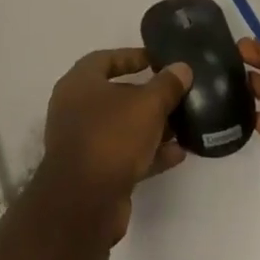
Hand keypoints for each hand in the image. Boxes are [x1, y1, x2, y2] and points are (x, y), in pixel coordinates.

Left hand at [41, 48, 192, 245]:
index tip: (159, 60)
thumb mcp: (147, 105)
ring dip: (152, 126)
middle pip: (116, 95)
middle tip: (177, 93)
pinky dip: (149, 153)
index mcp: (79, 84)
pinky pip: (125, 155)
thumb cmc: (111, 137)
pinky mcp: (94, 172)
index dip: (133, 56)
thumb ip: (167, 85)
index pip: (105, 59)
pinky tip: (178, 154)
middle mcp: (75, 110)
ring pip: (123, 127)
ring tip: (184, 125)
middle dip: (148, 95)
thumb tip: (181, 68)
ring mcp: (84, 143)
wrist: (84, 203)